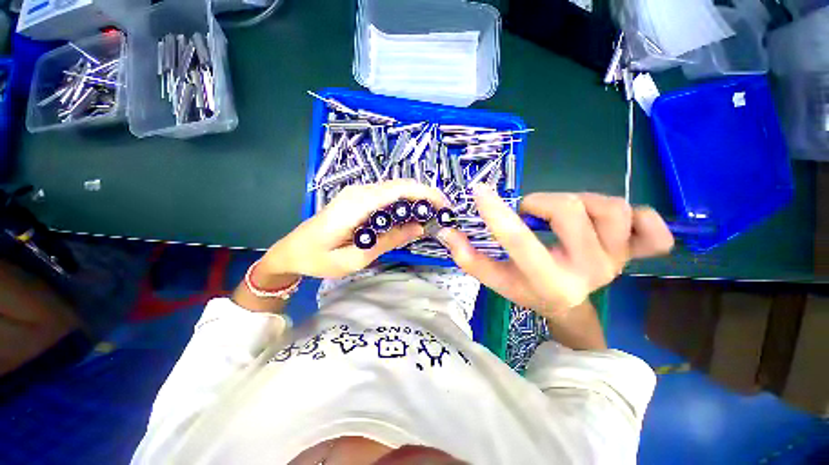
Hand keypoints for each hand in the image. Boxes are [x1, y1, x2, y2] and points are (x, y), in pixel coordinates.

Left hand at [261, 180, 448, 278]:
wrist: (291, 250)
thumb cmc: (318, 258)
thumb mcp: (355, 258)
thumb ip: (388, 241)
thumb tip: (419, 228)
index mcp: (356, 204)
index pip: (398, 189)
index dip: (425, 193)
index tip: (445, 206)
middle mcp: (359, 191)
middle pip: (400, 186)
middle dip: (425, 196)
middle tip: (443, 215)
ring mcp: (358, 192)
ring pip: (395, 189)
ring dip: (416, 200)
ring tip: (432, 217)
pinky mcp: (358, 198)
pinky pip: (387, 196)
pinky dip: (404, 203)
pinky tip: (411, 216)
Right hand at [439, 185, 673, 318]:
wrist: (565, 305)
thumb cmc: (524, 289)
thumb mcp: (494, 278)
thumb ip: (468, 257)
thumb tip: (447, 232)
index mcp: (547, 280)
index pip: (519, 240)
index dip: (497, 212)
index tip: (480, 190)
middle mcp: (588, 272)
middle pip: (570, 210)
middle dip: (541, 203)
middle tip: (531, 213)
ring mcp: (619, 262)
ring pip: (609, 207)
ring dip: (578, 203)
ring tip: (564, 217)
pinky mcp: (637, 255)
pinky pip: (655, 229)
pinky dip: (642, 218)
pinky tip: (617, 224)